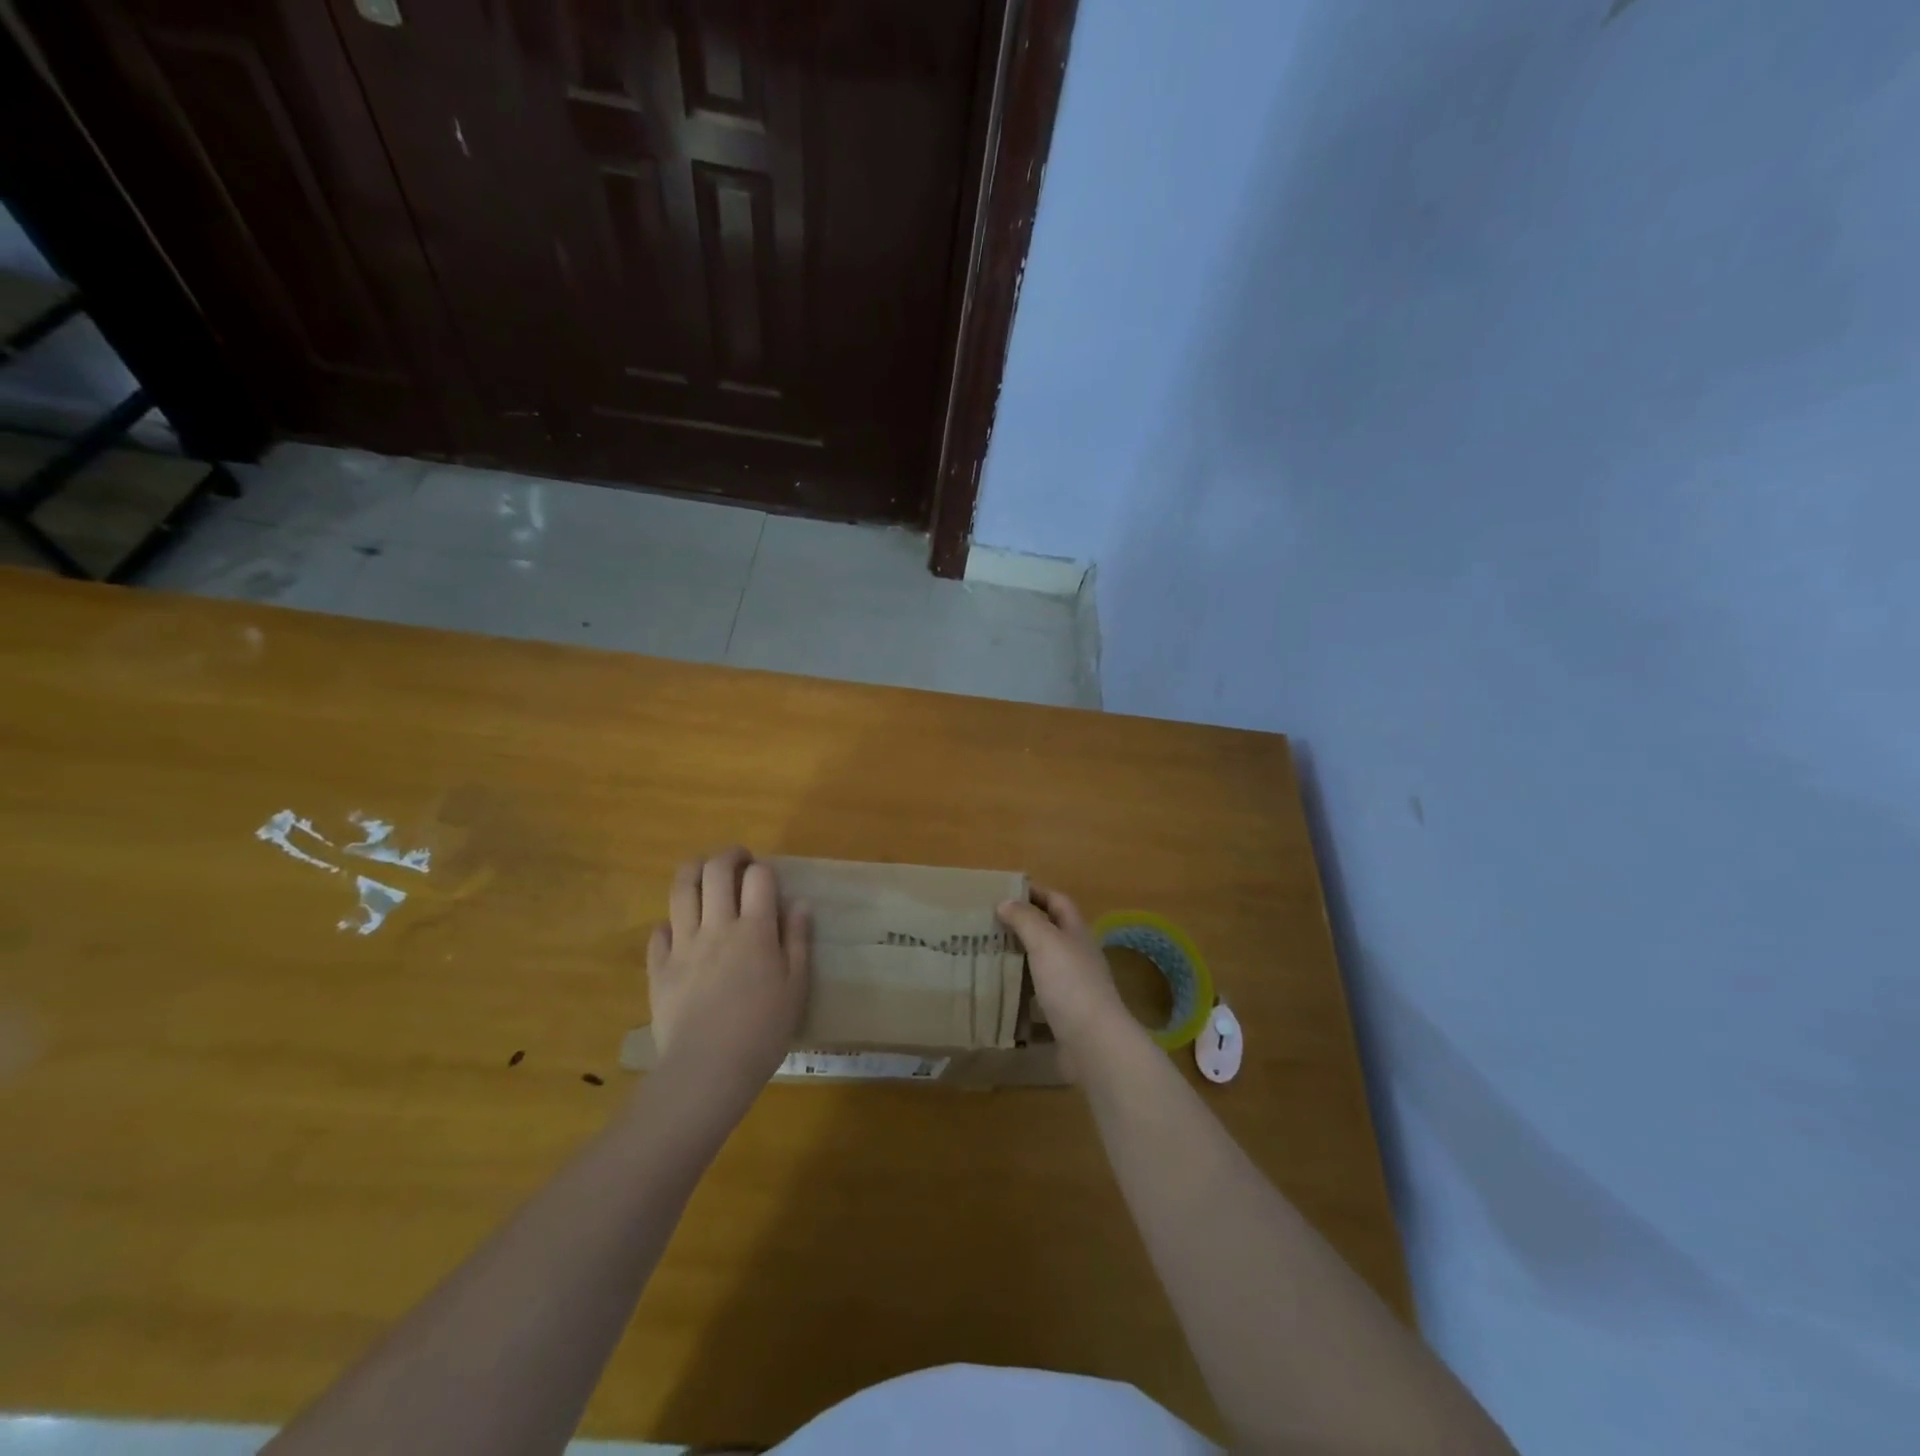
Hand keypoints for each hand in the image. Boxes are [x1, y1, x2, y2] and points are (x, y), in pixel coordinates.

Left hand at [646, 848, 809, 1107]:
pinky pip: (659, 931)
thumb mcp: (796, 987)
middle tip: (738, 861)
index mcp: (756, 930)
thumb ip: (798, 941)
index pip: (759, 877)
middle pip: (716, 870)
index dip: (763, 870)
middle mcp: (717, 926)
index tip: (766, 878)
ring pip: (681, 889)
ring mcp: (683, 945)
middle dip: (729, 856)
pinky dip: (670, 923)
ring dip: (694, 871)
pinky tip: (680, 931)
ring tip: (704, 874)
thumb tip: (800, 903)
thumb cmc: (762, 1031)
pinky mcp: (659, 967)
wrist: (707, 1070)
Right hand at [997, 887, 1141, 1074]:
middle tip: (990, 926)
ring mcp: (1074, 988)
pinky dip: (1022, 995)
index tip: (1008, 892)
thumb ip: (1025, 920)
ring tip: (990, 958)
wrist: (1094, 1043)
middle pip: (1052, 933)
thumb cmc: (1070, 983)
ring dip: (1021, 960)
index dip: (1037, 893)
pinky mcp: (1065, 1016)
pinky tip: (1002, 996)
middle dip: (1024, 927)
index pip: (1059, 902)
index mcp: (1077, 934)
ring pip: (1044, 966)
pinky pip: (1039, 998)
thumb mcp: (1045, 942)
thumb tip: (1006, 902)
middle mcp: (1078, 957)